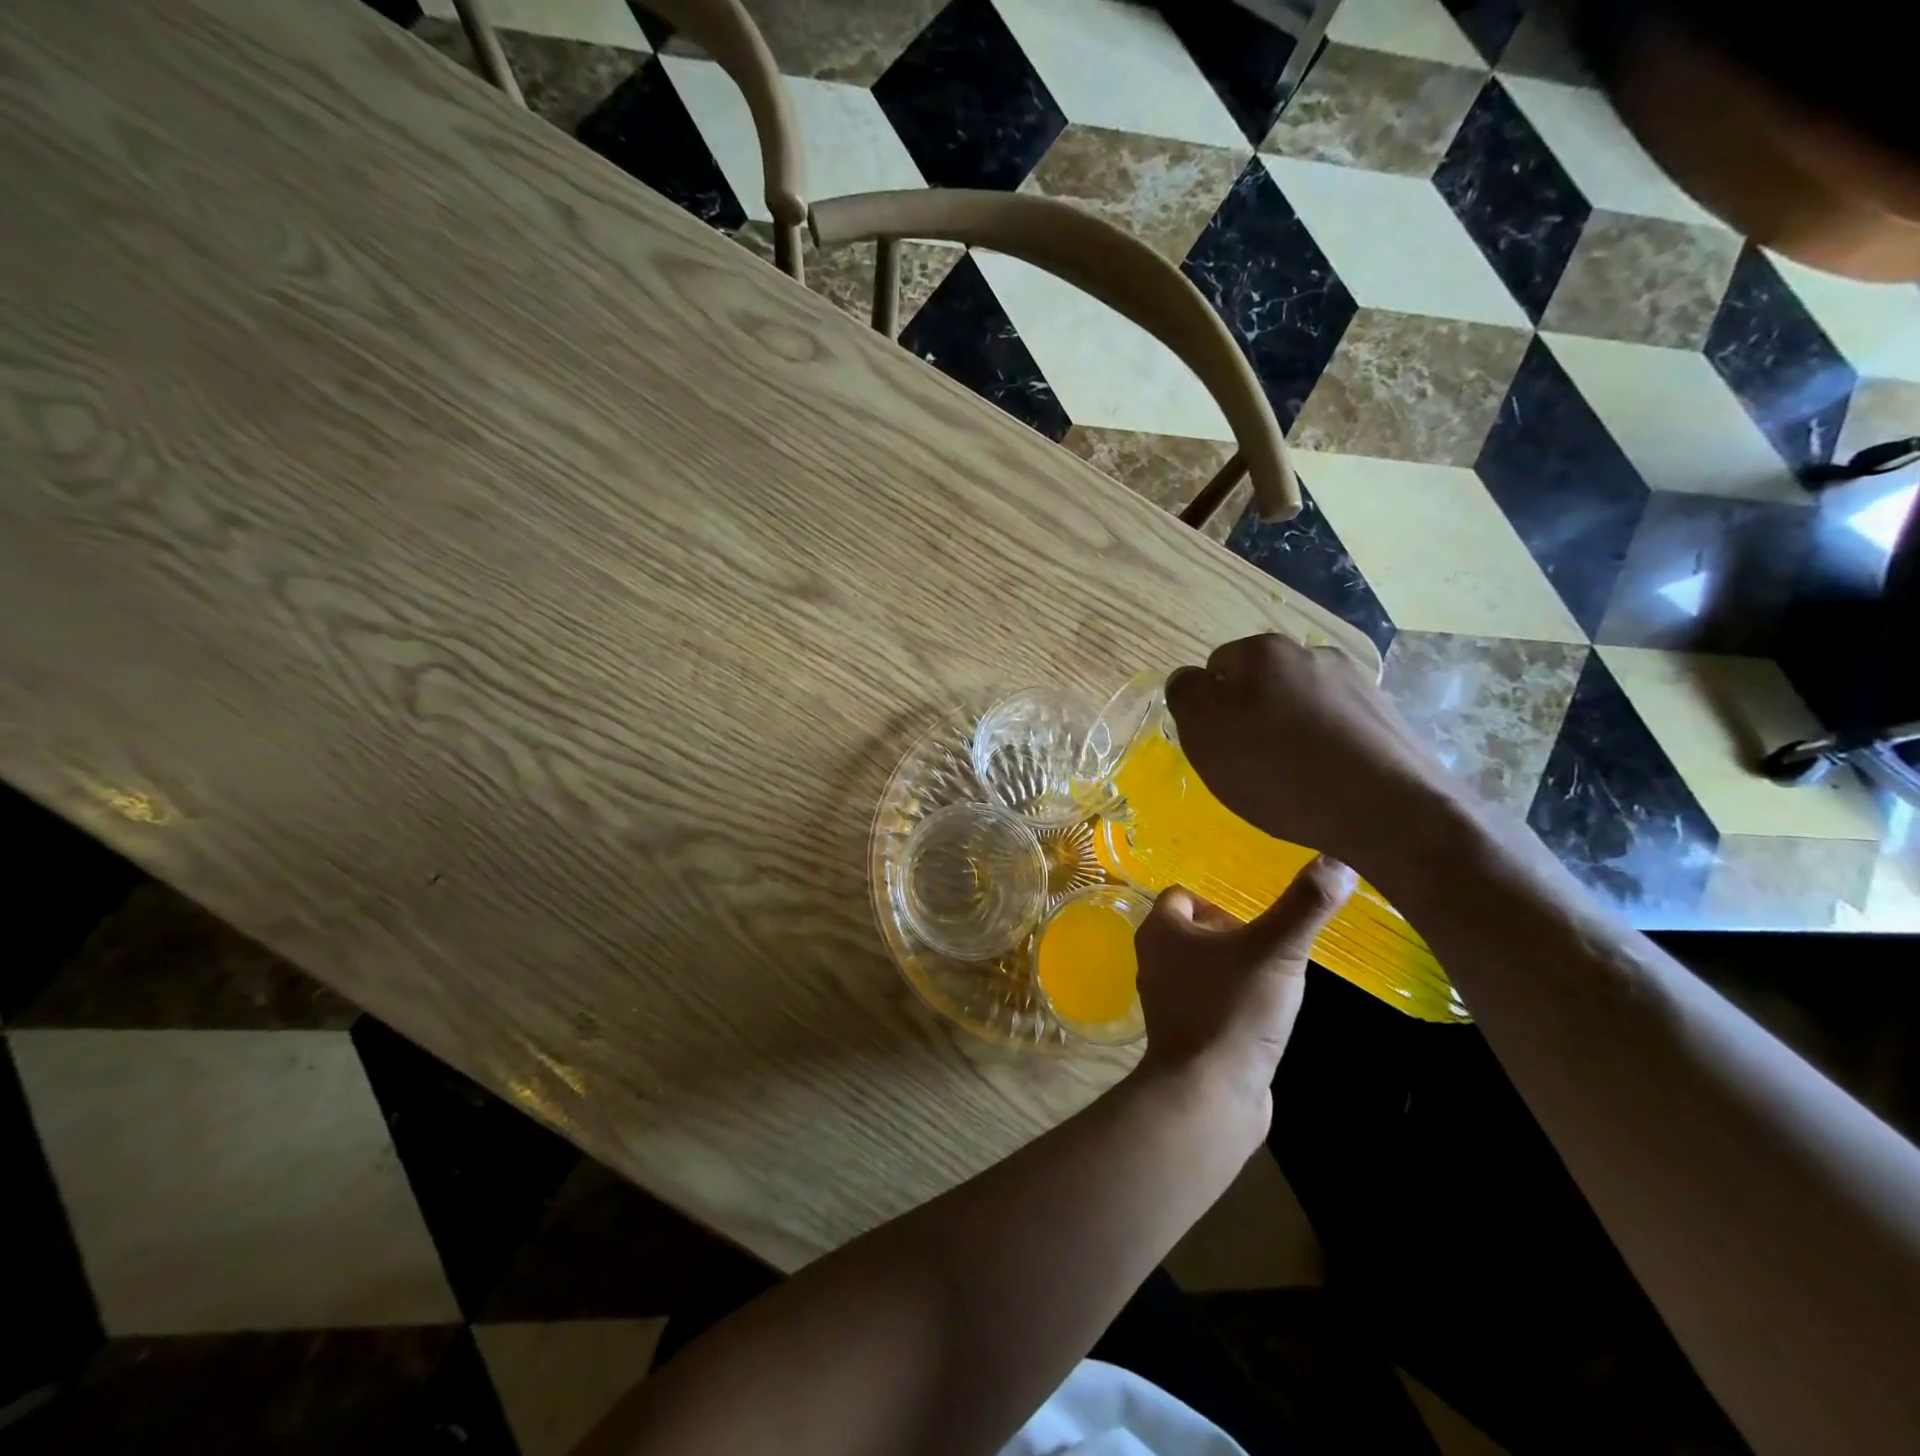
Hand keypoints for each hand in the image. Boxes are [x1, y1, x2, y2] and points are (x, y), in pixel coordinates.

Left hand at [1133, 857, 1354, 1116]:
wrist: (1210, 1094)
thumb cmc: (1233, 1009)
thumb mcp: (1276, 951)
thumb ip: (1305, 906)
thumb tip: (1339, 860)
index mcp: (1160, 931)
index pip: (1182, 896)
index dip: (1218, 900)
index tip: (1257, 914)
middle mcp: (1154, 960)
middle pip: (1193, 931)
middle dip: (1232, 933)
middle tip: (1273, 944)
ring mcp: (1167, 1000)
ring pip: (1202, 968)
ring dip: (1235, 968)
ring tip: (1276, 976)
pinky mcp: (1185, 1034)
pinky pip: (1210, 1002)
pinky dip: (1233, 1000)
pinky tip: (1265, 1014)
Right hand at [1164, 633, 1462, 876]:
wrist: (1391, 811)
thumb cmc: (1279, 770)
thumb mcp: (1205, 733)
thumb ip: (1186, 695)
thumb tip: (1190, 679)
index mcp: (1264, 651)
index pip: (1215, 668)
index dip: (1209, 708)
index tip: (1218, 746)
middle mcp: (1312, 654)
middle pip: (1260, 684)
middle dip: (1250, 717)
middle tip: (1249, 765)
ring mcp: (1356, 683)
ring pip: (1299, 705)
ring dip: (1288, 732)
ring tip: (1291, 779)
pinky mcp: (1387, 717)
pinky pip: (1335, 728)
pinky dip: (1324, 749)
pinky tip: (1326, 782)